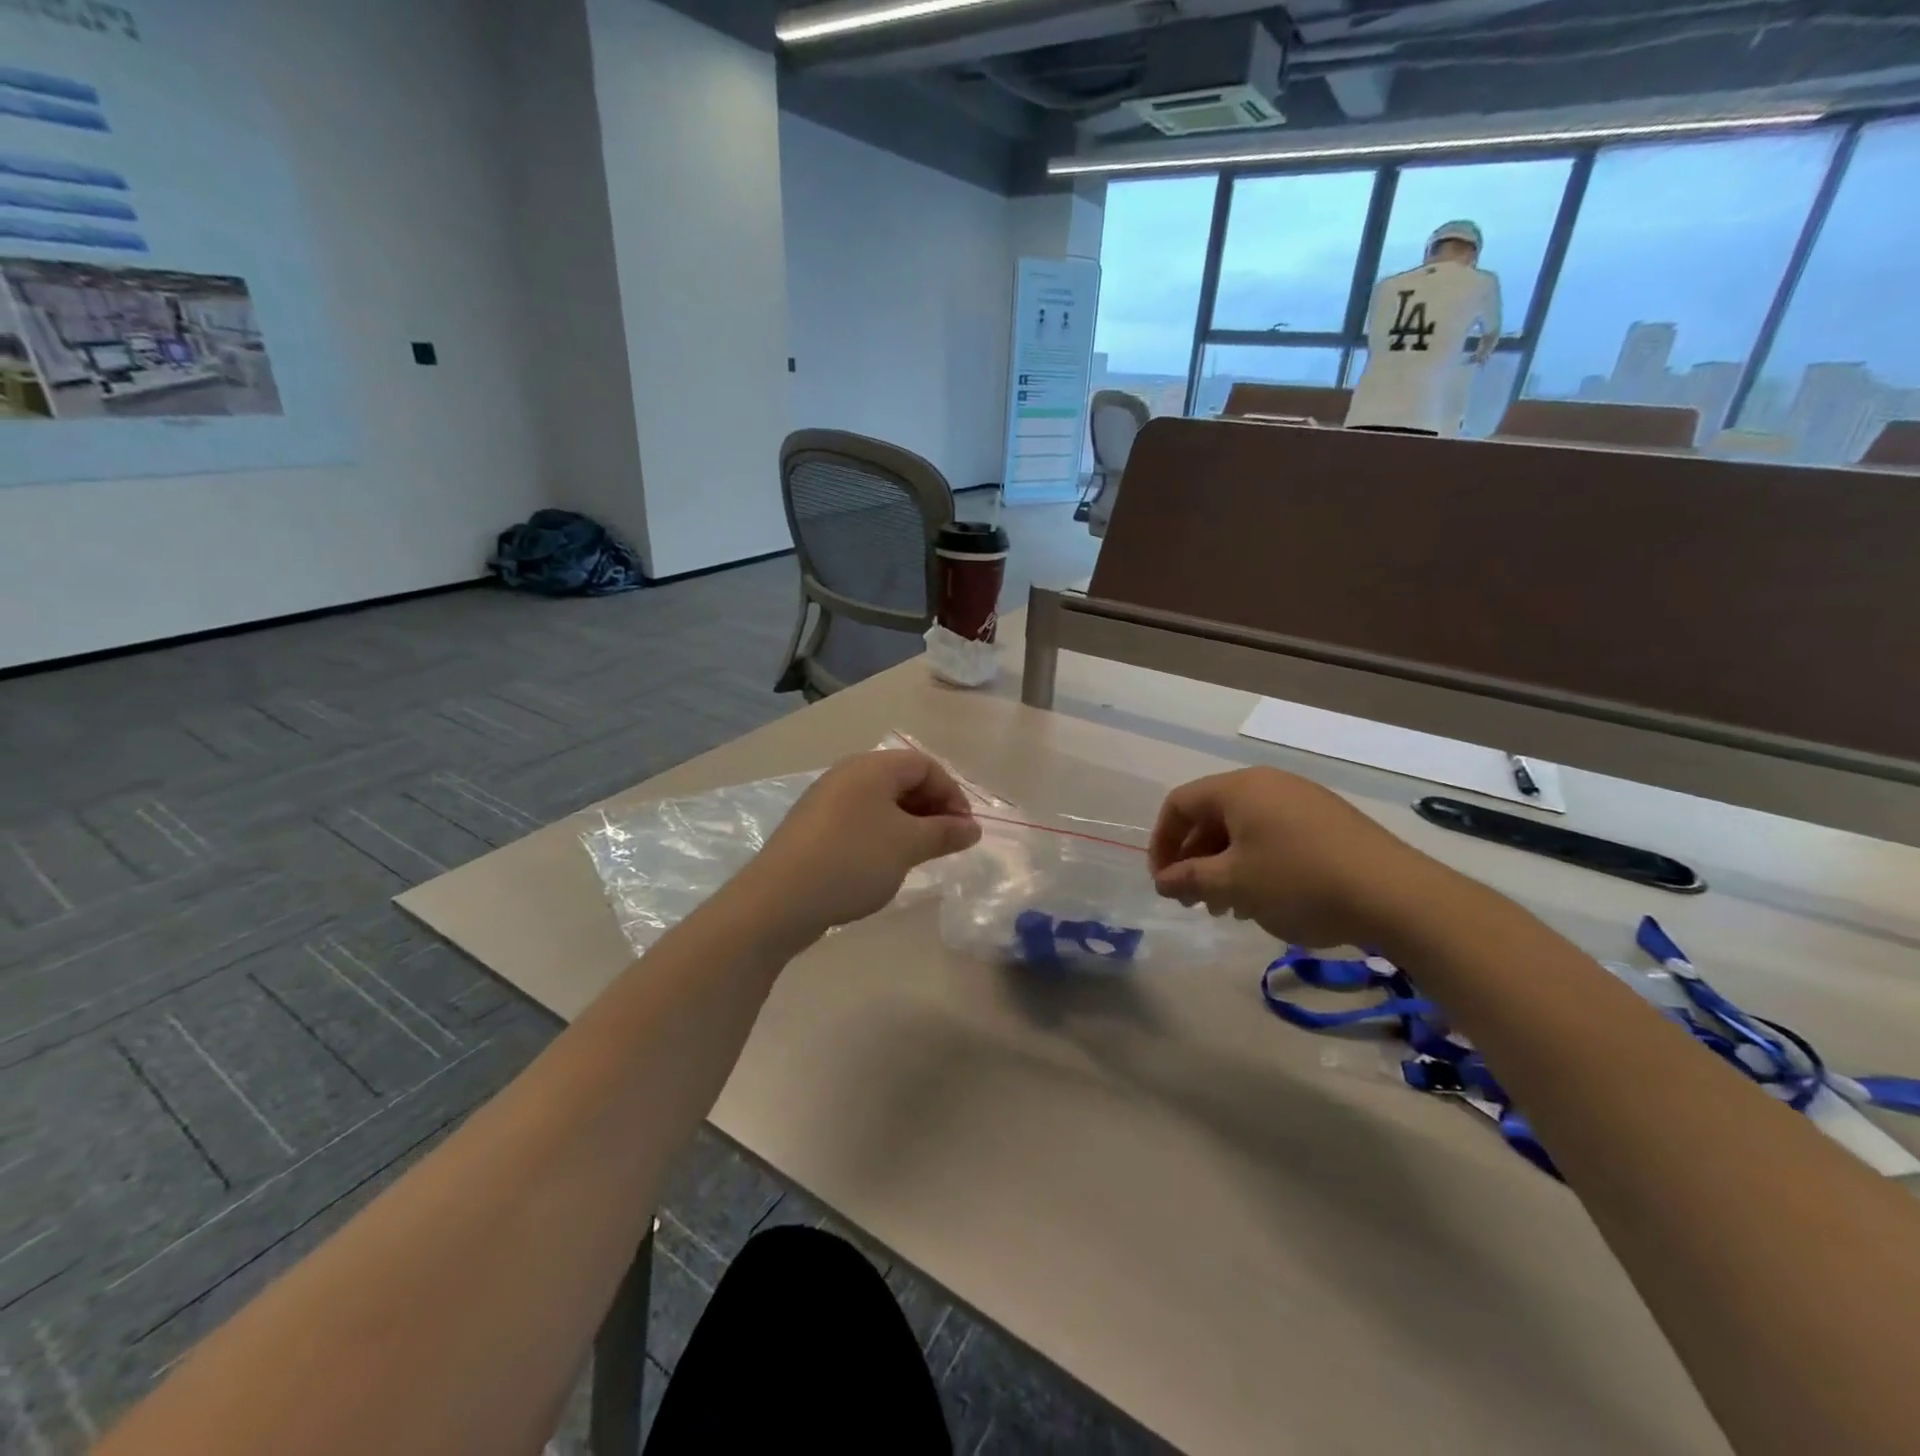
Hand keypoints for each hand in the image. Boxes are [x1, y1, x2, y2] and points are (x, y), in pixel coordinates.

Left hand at [742, 749, 980, 940]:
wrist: (779, 899)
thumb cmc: (853, 861)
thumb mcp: (908, 846)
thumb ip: (944, 833)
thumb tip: (972, 828)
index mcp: (872, 767)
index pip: (925, 765)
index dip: (952, 794)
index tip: (965, 830)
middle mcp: (847, 774)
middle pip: (902, 780)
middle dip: (932, 808)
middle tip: (947, 843)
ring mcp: (826, 800)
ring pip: (880, 802)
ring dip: (908, 823)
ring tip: (919, 855)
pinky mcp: (812, 827)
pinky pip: (859, 820)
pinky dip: (882, 834)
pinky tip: (884, 863)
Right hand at [1147, 766, 1443, 946]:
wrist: (1395, 895)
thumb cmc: (1298, 882)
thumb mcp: (1233, 884)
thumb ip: (1189, 879)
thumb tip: (1163, 881)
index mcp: (1239, 788)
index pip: (1179, 804)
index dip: (1161, 842)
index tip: (1162, 881)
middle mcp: (1268, 784)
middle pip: (1211, 815)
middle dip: (1194, 858)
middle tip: (1192, 899)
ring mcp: (1302, 800)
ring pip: (1244, 828)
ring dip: (1224, 865)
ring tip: (1226, 906)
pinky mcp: (1328, 821)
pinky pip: (1274, 835)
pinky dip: (1256, 862)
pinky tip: (1263, 898)